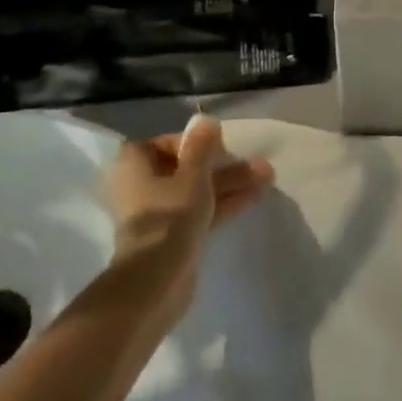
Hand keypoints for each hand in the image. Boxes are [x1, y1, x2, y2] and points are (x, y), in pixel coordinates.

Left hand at [104, 114, 274, 323]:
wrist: (157, 281)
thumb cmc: (170, 217)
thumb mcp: (192, 175)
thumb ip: (201, 146)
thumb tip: (204, 119)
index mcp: (134, 167)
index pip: (161, 144)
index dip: (190, 142)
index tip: (217, 146)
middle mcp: (141, 188)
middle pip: (185, 168)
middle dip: (221, 165)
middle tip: (256, 162)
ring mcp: (159, 215)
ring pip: (197, 191)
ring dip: (229, 183)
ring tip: (267, 176)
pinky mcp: (173, 237)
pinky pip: (201, 211)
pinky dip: (223, 203)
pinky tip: (254, 196)